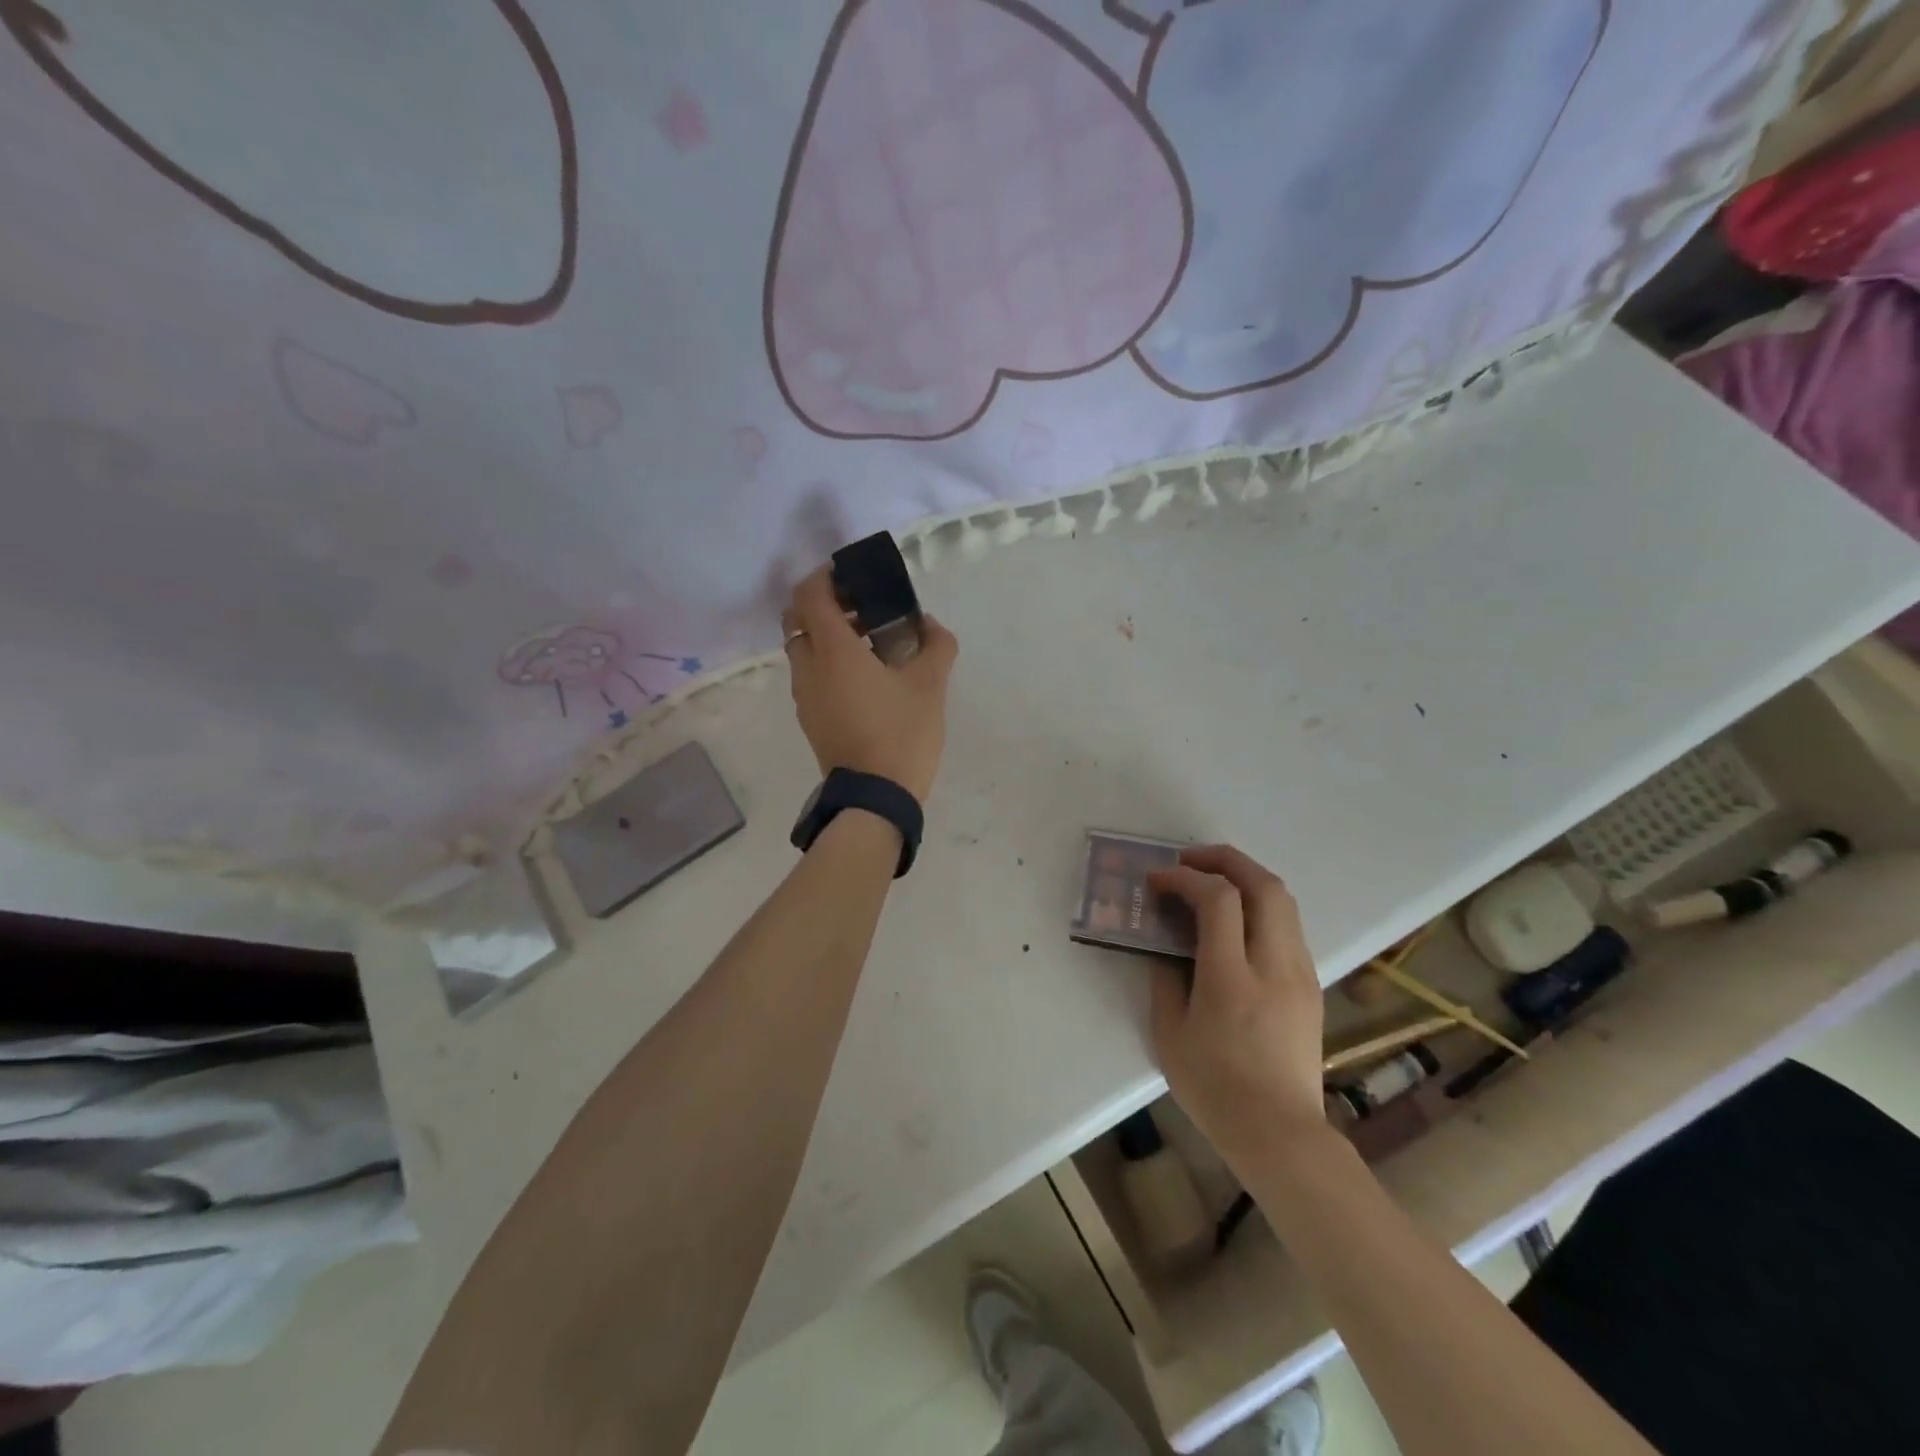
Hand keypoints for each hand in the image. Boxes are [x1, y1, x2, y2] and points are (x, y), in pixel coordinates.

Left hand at [783, 568, 958, 802]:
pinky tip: (861, 675)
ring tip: (867, 640)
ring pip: (802, 647)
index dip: (826, 575)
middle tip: (860, 605)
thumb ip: (936, 645)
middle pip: (798, 617)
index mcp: (833, 650)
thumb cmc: (901, 733)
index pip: (811, 594)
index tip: (852, 573)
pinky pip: (808, 673)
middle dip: (823, 603)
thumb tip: (929, 625)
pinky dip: (825, 660)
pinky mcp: (808, 717)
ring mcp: (803, 694)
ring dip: (825, 633)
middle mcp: (808, 666)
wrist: (875, 798)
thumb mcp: (931, 685)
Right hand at [1145, 846, 1325, 1170]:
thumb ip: (1164, 979)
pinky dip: (1260, 905)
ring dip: (1246, 878)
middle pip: (1264, 885)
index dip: (1185, 877)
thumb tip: (1166, 945)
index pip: (1218, 899)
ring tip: (1212, 881)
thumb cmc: (1215, 1089)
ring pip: (1283, 900)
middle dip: (1225, 859)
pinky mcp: (1311, 985)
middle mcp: (1274, 965)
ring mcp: (1300, 973)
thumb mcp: (1169, 1034)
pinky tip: (1235, 921)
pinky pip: (1288, 926)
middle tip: (1190, 860)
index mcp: (1232, 978)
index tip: (1158, 880)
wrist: (1280, 1134)